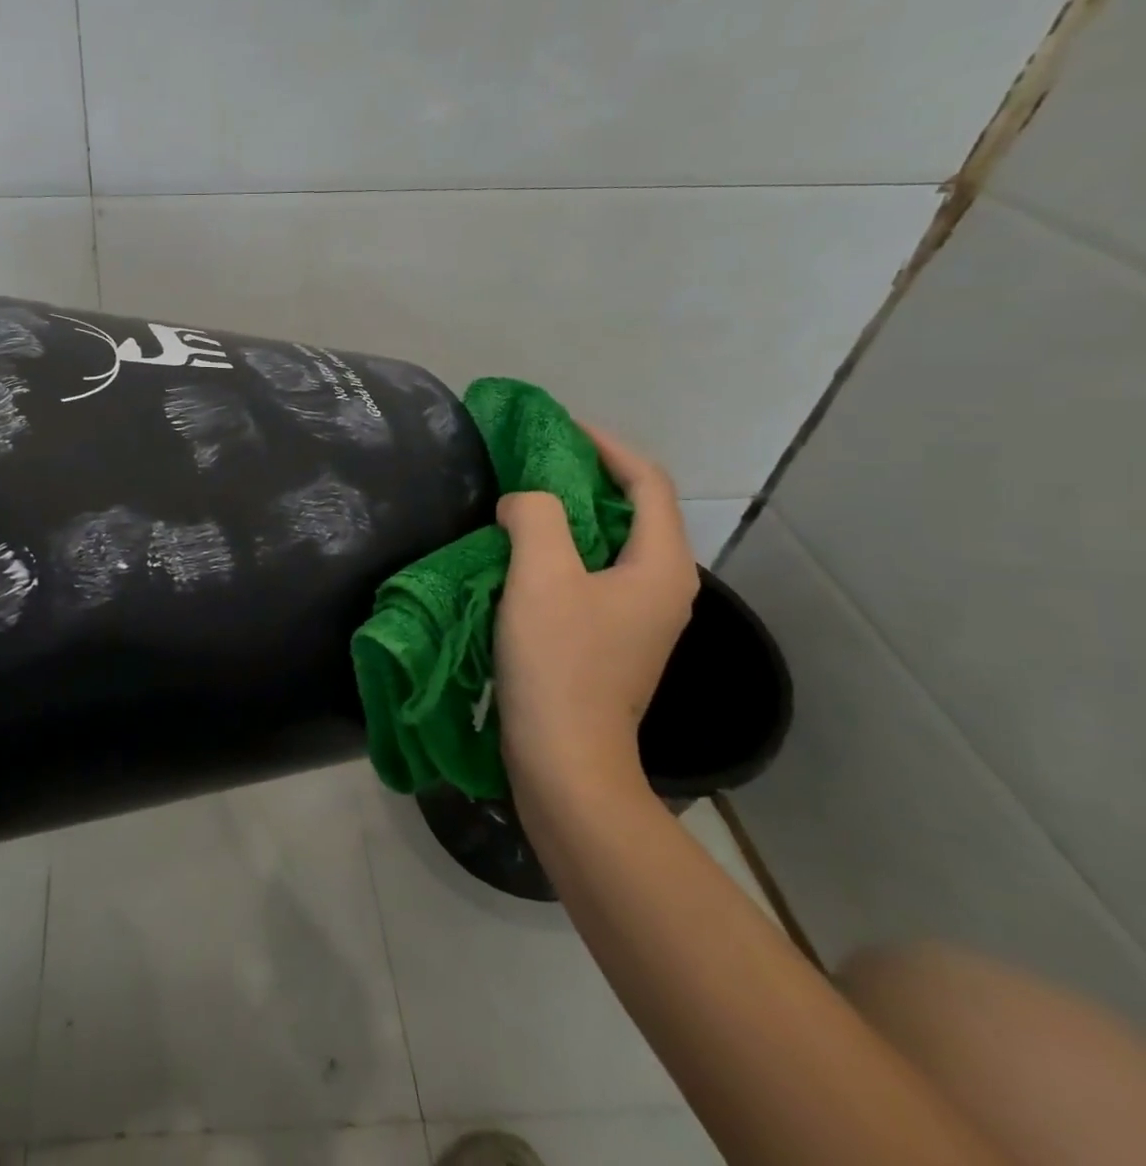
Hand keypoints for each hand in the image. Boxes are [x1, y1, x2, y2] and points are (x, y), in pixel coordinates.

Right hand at [492, 424, 697, 787]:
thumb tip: (525, 502)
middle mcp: (664, 588)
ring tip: (522, 502)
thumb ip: (535, 516)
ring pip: (610, 545)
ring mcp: (640, 619)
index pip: (646, 482)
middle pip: (633, 511)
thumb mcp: (541, 574)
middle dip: (586, 478)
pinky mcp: (612, 642)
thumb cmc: (559, 662)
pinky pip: (593, 574)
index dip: (606, 446)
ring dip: (570, 516)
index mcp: (662, 565)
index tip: (558, 428)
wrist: (565, 760)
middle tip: (532, 462)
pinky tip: (523, 556)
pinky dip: (564, 551)